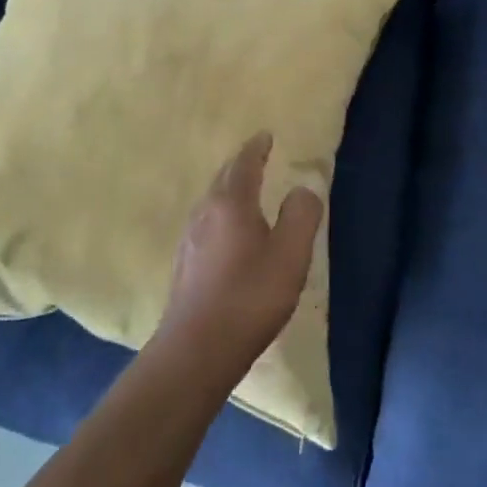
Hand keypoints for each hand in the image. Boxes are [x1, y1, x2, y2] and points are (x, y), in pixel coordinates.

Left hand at [153, 133, 323, 380]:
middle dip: (240, 164)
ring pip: (211, 200)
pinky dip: (220, 213)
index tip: (265, 136)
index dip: (256, 148)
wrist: (196, 350)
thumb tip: (303, 188)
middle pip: (223, 178)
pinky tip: (227, 233)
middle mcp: (205, 212)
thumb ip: (301, 216)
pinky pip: (205, 222)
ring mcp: (189, 238)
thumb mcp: (290, 256)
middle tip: (256, 157)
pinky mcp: (184, 264)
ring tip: (244, 191)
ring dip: (228, 189)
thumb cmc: (249, 298)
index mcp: (231, 203)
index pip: (244, 163)